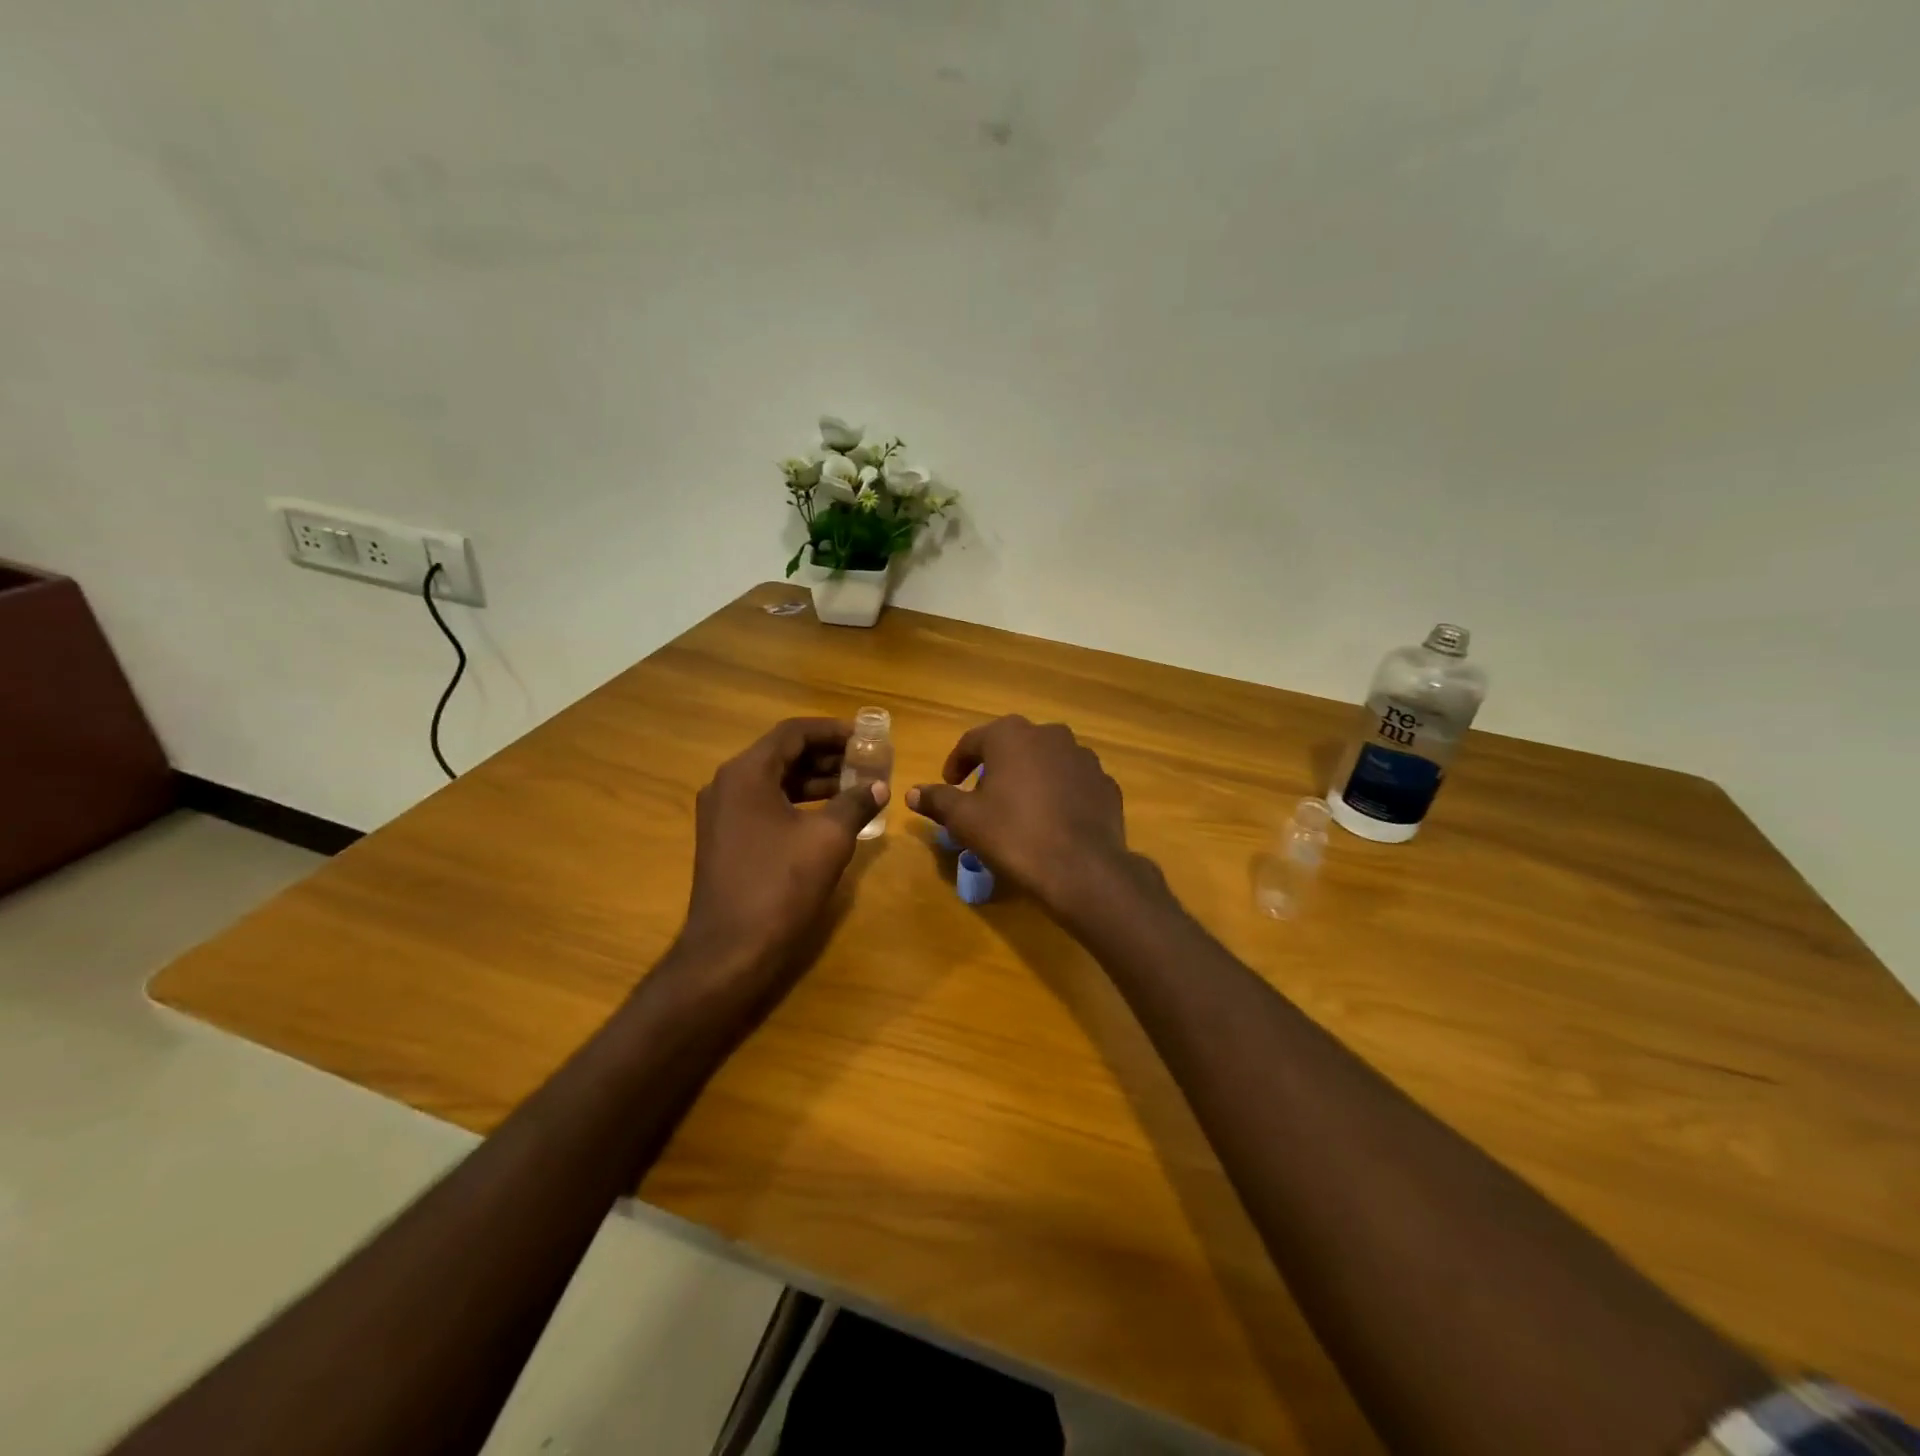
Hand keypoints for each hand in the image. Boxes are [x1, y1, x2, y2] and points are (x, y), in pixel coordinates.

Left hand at [676, 718, 885, 999]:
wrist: (730, 950)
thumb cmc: (780, 885)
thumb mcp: (829, 839)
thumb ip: (856, 803)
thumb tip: (878, 786)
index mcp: (746, 773)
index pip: (793, 733)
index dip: (832, 731)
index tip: (865, 738)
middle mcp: (727, 785)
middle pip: (782, 754)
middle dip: (826, 755)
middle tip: (865, 762)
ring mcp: (722, 814)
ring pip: (774, 781)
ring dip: (814, 780)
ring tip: (855, 787)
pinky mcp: (726, 839)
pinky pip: (765, 805)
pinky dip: (797, 803)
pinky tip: (829, 816)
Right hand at [907, 716, 1137, 919]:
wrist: (1082, 868)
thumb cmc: (1014, 835)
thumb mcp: (965, 820)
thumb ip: (938, 800)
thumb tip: (912, 793)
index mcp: (1011, 736)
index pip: (973, 741)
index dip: (957, 763)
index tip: (949, 784)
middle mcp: (1050, 735)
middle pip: (1013, 746)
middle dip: (995, 766)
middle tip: (982, 795)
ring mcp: (1083, 757)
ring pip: (1046, 761)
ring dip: (1030, 777)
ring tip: (1019, 808)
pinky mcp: (1105, 783)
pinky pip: (1073, 782)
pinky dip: (1059, 793)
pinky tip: (1052, 820)